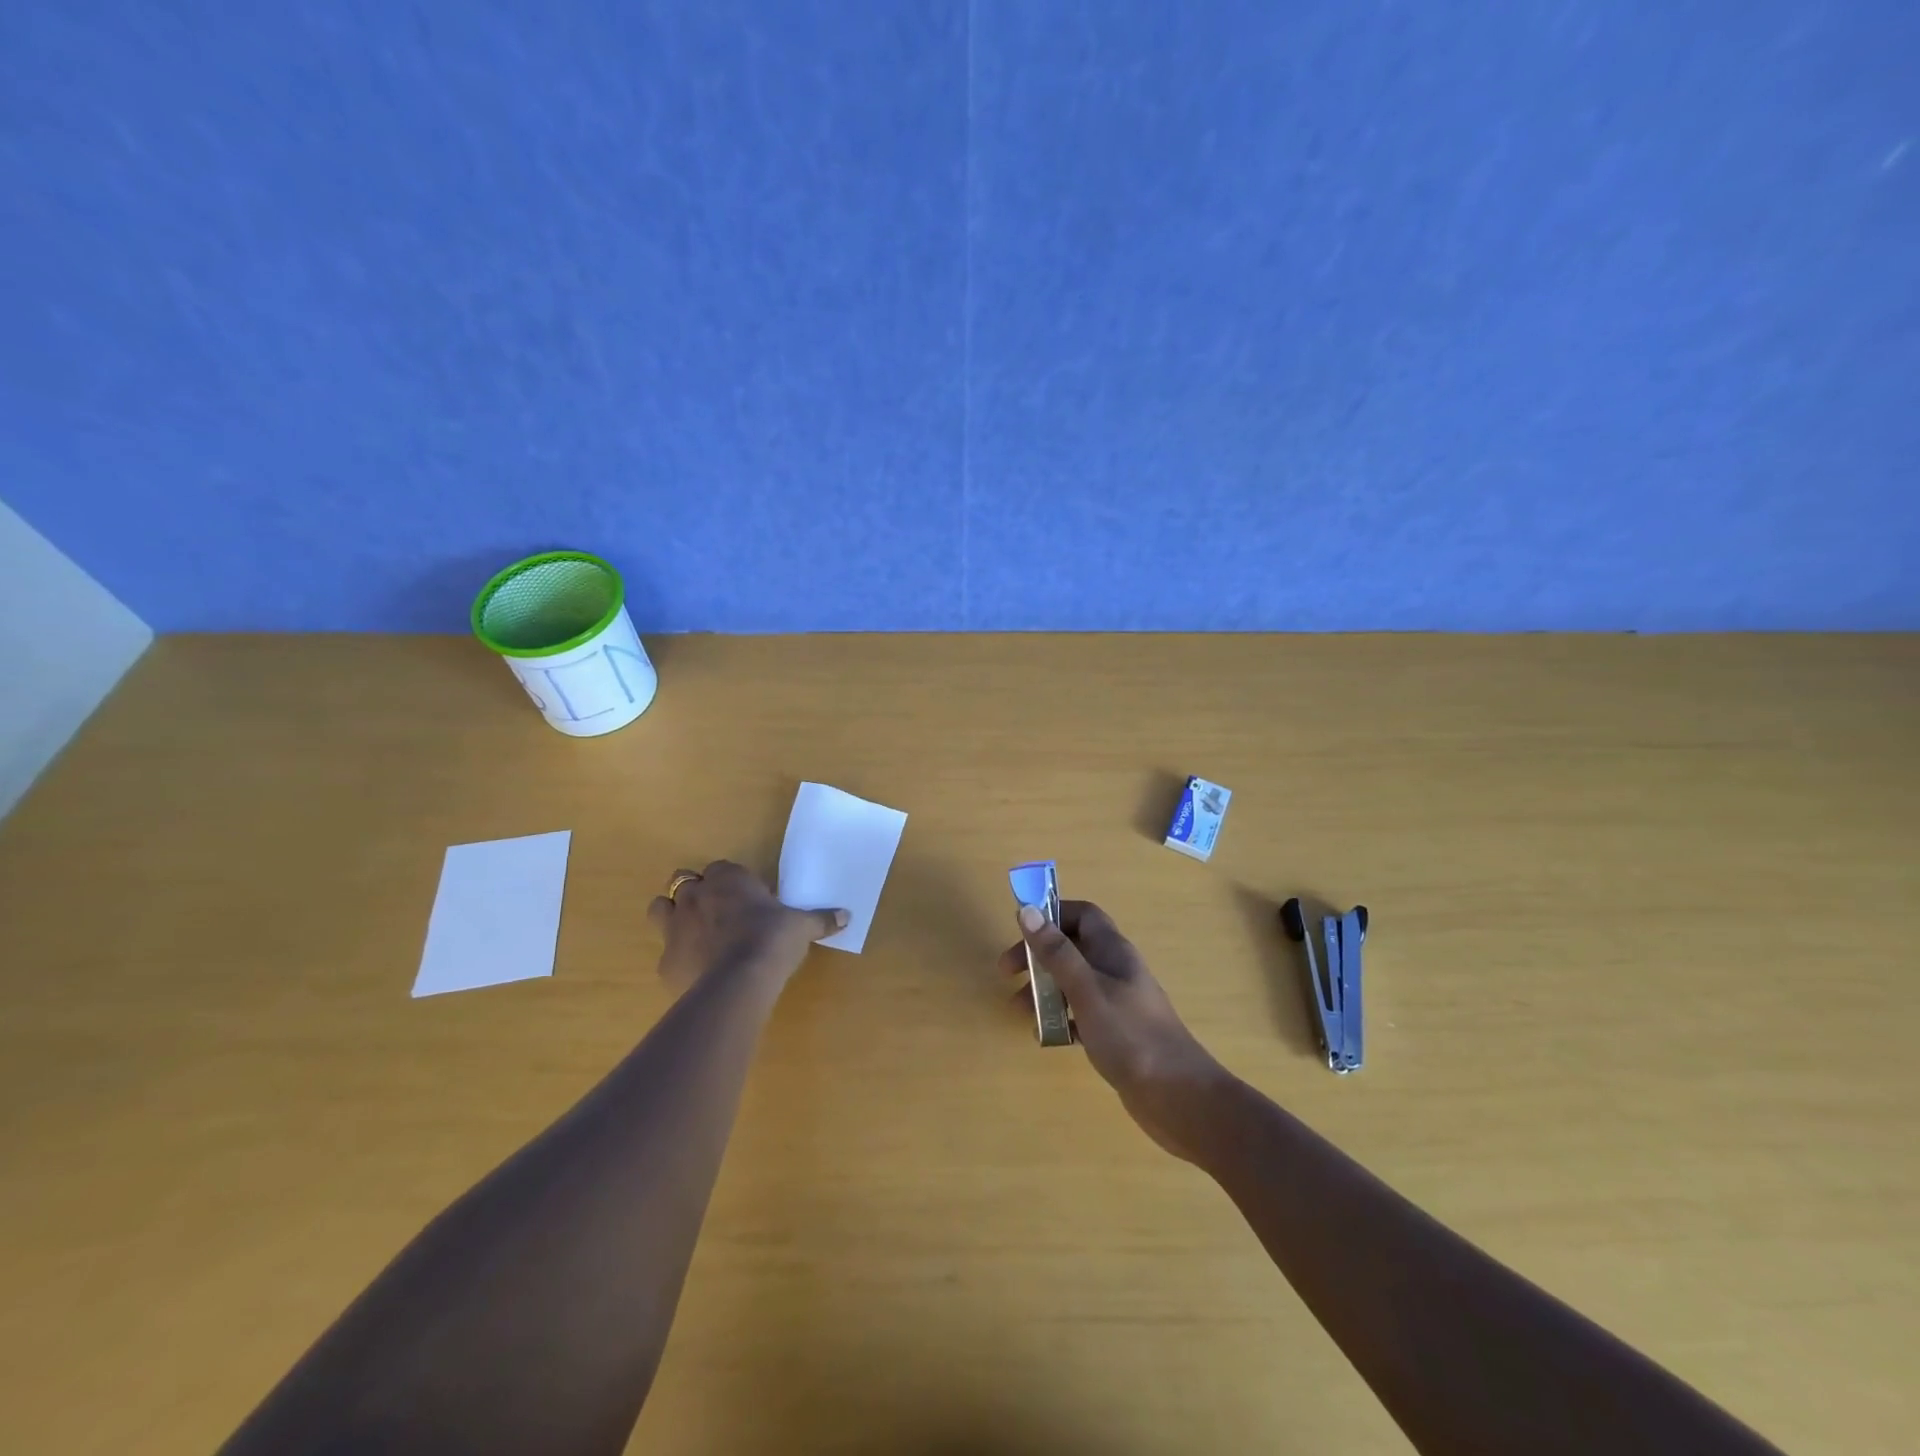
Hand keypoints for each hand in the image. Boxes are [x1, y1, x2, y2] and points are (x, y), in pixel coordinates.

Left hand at [648, 861, 846, 992]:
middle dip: (695, 892)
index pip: (721, 868)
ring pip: (660, 908)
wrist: (738, 982)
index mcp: (728, 879)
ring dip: (673, 915)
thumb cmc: (772, 940)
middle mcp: (695, 895)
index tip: (745, 898)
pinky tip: (696, 971)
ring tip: (695, 934)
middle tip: (716, 912)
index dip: (730, 881)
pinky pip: (666, 953)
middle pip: (682, 880)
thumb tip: (847, 916)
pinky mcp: (666, 961)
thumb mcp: (801, 927)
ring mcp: (674, 927)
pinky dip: (678, 958)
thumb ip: (820, 919)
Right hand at [1001, 900, 1228, 1160]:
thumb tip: (1028, 911)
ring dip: (1045, 988)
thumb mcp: (1087, 990)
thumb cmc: (1130, 1035)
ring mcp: (1118, 1001)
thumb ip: (1057, 952)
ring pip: (1074, 981)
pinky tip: (1046, 1035)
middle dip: (1039, 955)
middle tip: (1008, 974)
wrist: (1178, 1096)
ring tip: (1020, 1011)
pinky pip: (1081, 1012)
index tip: (1022, 929)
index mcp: (1113, 951)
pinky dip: (1061, 1017)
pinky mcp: (1117, 1031)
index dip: (1052, 914)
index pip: (1083, 915)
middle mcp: (1116, 969)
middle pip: (1072, 947)